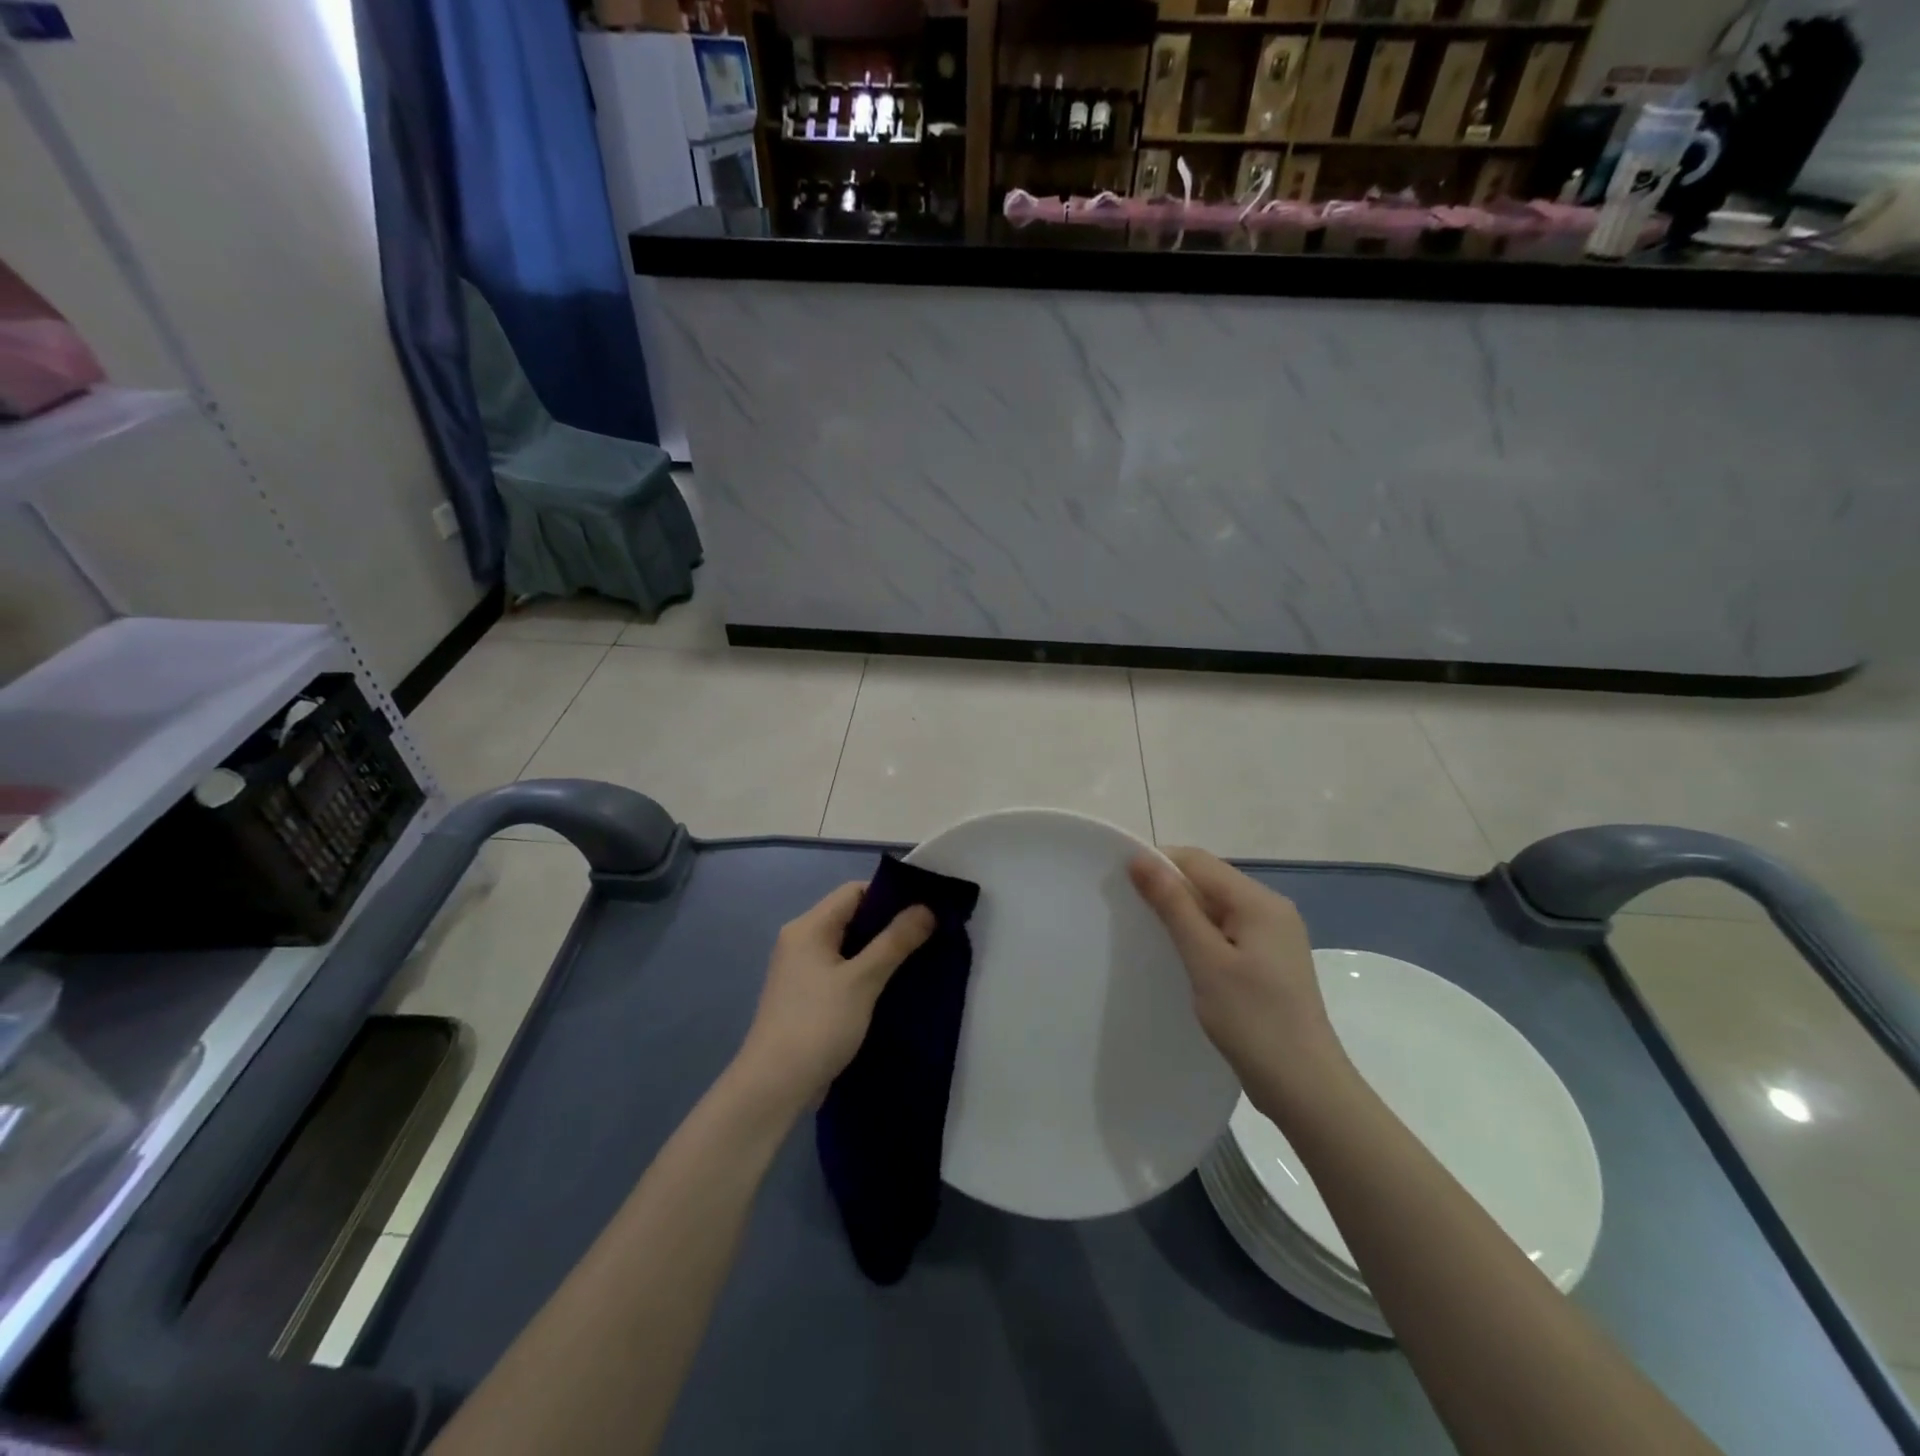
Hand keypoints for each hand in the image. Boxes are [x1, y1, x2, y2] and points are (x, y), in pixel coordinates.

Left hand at [734, 883, 934, 1110]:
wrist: (773, 1086)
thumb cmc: (817, 1025)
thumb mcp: (862, 980)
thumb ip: (894, 942)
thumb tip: (926, 908)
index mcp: (809, 927)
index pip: (854, 891)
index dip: (890, 896)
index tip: (924, 910)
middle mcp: (800, 940)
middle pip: (851, 916)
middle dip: (888, 924)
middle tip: (928, 936)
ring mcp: (801, 969)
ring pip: (847, 945)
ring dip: (879, 950)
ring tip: (916, 959)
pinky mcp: (806, 995)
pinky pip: (841, 969)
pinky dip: (865, 972)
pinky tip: (890, 986)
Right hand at [1129, 847, 1346, 1118]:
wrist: (1306, 1088)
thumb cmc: (1253, 1020)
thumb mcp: (1205, 959)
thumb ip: (1173, 905)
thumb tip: (1140, 858)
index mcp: (1259, 901)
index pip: (1197, 861)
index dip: (1158, 864)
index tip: (1121, 886)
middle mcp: (1271, 908)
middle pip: (1209, 881)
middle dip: (1169, 890)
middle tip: (1131, 915)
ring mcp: (1275, 935)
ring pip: (1216, 907)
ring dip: (1183, 915)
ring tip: (1151, 937)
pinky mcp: (1271, 960)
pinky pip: (1227, 931)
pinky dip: (1201, 936)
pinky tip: (1183, 958)